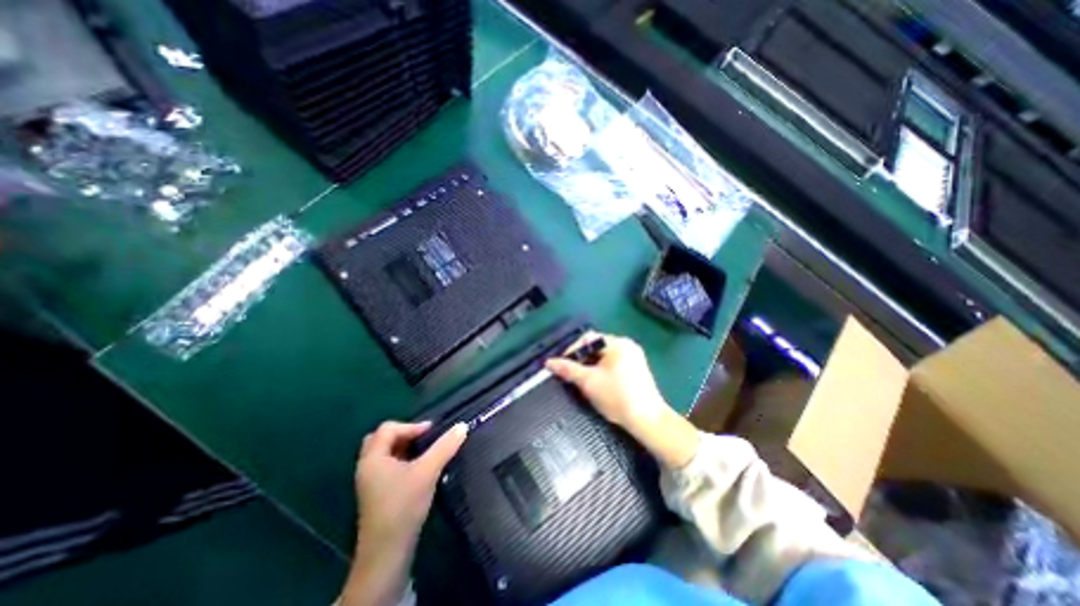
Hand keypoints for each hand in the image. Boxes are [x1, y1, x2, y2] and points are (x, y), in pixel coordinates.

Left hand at [343, 421, 465, 605]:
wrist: (386, 554)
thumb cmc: (403, 506)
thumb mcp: (427, 471)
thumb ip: (445, 447)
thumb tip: (462, 426)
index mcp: (373, 458)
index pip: (388, 428)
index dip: (411, 426)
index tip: (432, 432)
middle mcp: (367, 467)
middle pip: (382, 439)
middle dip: (404, 434)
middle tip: (424, 438)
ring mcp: (370, 482)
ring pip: (385, 454)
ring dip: (404, 447)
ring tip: (425, 451)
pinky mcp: (376, 494)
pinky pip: (387, 466)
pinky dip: (402, 460)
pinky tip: (418, 469)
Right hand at [549, 331, 700, 467]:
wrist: (647, 421)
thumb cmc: (617, 397)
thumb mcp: (588, 382)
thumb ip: (568, 369)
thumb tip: (549, 362)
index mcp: (618, 343)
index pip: (589, 338)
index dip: (573, 350)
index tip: (562, 364)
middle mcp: (628, 346)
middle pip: (597, 347)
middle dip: (582, 359)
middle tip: (570, 373)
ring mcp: (634, 358)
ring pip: (605, 357)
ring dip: (591, 366)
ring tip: (581, 380)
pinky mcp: (637, 370)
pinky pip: (613, 364)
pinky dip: (602, 371)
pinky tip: (597, 384)